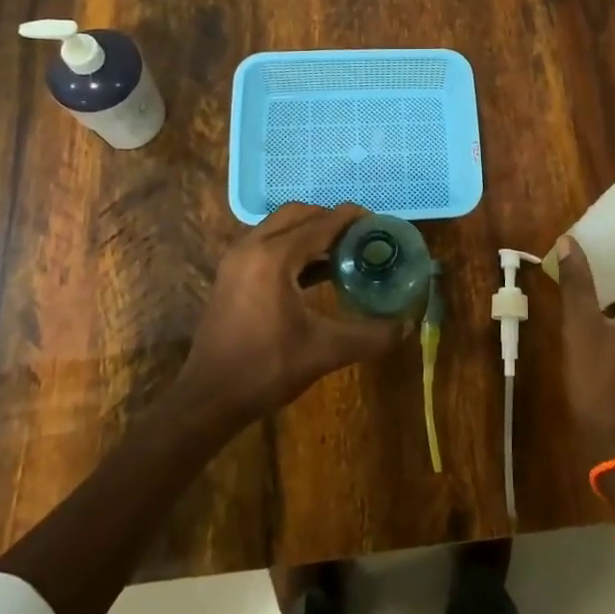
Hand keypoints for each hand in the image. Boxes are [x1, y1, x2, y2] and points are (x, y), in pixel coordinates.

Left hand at [177, 202, 402, 429]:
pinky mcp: (230, 274)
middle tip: (361, 239)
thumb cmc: (265, 369)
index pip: (322, 222)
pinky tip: (315, 273)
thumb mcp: (325, 351)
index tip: (380, 225)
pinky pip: (266, 244)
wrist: (207, 399)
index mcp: (274, 257)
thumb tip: (407, 325)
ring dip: (310, 232)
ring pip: (279, 227)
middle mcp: (252, 247)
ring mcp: (236, 259)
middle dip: (331, 220)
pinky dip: (293, 247)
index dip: (354, 219)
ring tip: (343, 253)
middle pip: (298, 214)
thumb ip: (370, 335)